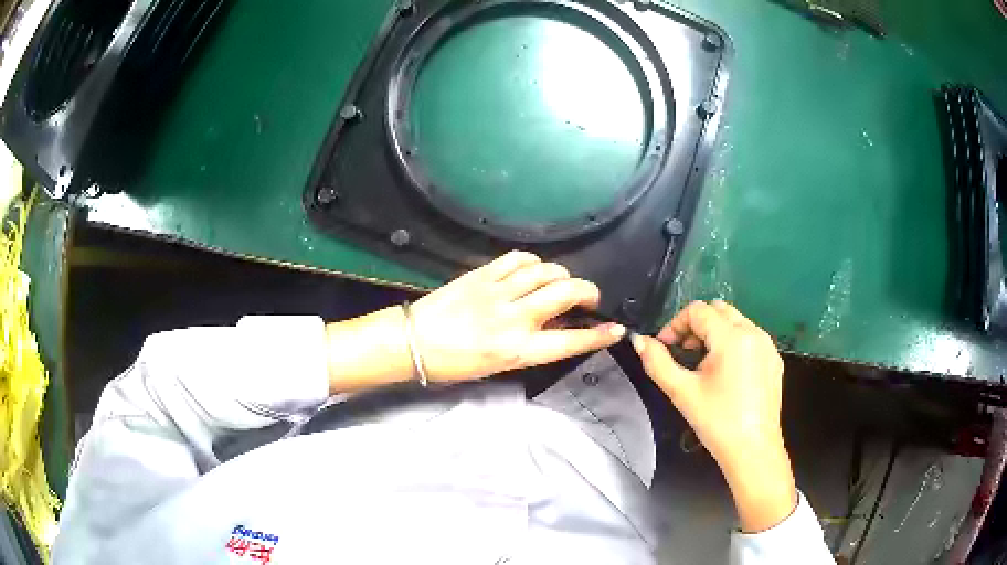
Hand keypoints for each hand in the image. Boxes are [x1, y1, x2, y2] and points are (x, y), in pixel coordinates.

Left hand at [411, 251, 625, 380]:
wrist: (412, 342)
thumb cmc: (454, 363)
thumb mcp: (497, 365)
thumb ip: (529, 345)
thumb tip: (554, 325)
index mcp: (517, 350)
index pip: (569, 341)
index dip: (598, 336)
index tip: (616, 329)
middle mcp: (513, 319)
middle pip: (565, 293)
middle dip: (587, 292)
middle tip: (588, 298)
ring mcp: (498, 292)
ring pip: (545, 271)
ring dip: (562, 275)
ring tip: (561, 282)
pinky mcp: (482, 275)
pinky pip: (517, 259)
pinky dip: (533, 261)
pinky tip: (534, 269)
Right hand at [631, 300, 796, 532]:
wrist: (753, 450)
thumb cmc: (717, 421)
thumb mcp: (682, 392)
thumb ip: (657, 362)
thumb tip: (639, 341)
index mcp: (732, 337)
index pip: (698, 310)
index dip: (675, 324)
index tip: (665, 347)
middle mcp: (754, 332)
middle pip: (718, 309)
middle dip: (696, 325)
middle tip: (683, 352)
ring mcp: (767, 345)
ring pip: (735, 321)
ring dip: (714, 333)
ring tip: (703, 363)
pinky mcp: (774, 360)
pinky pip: (750, 337)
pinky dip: (733, 343)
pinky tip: (726, 373)